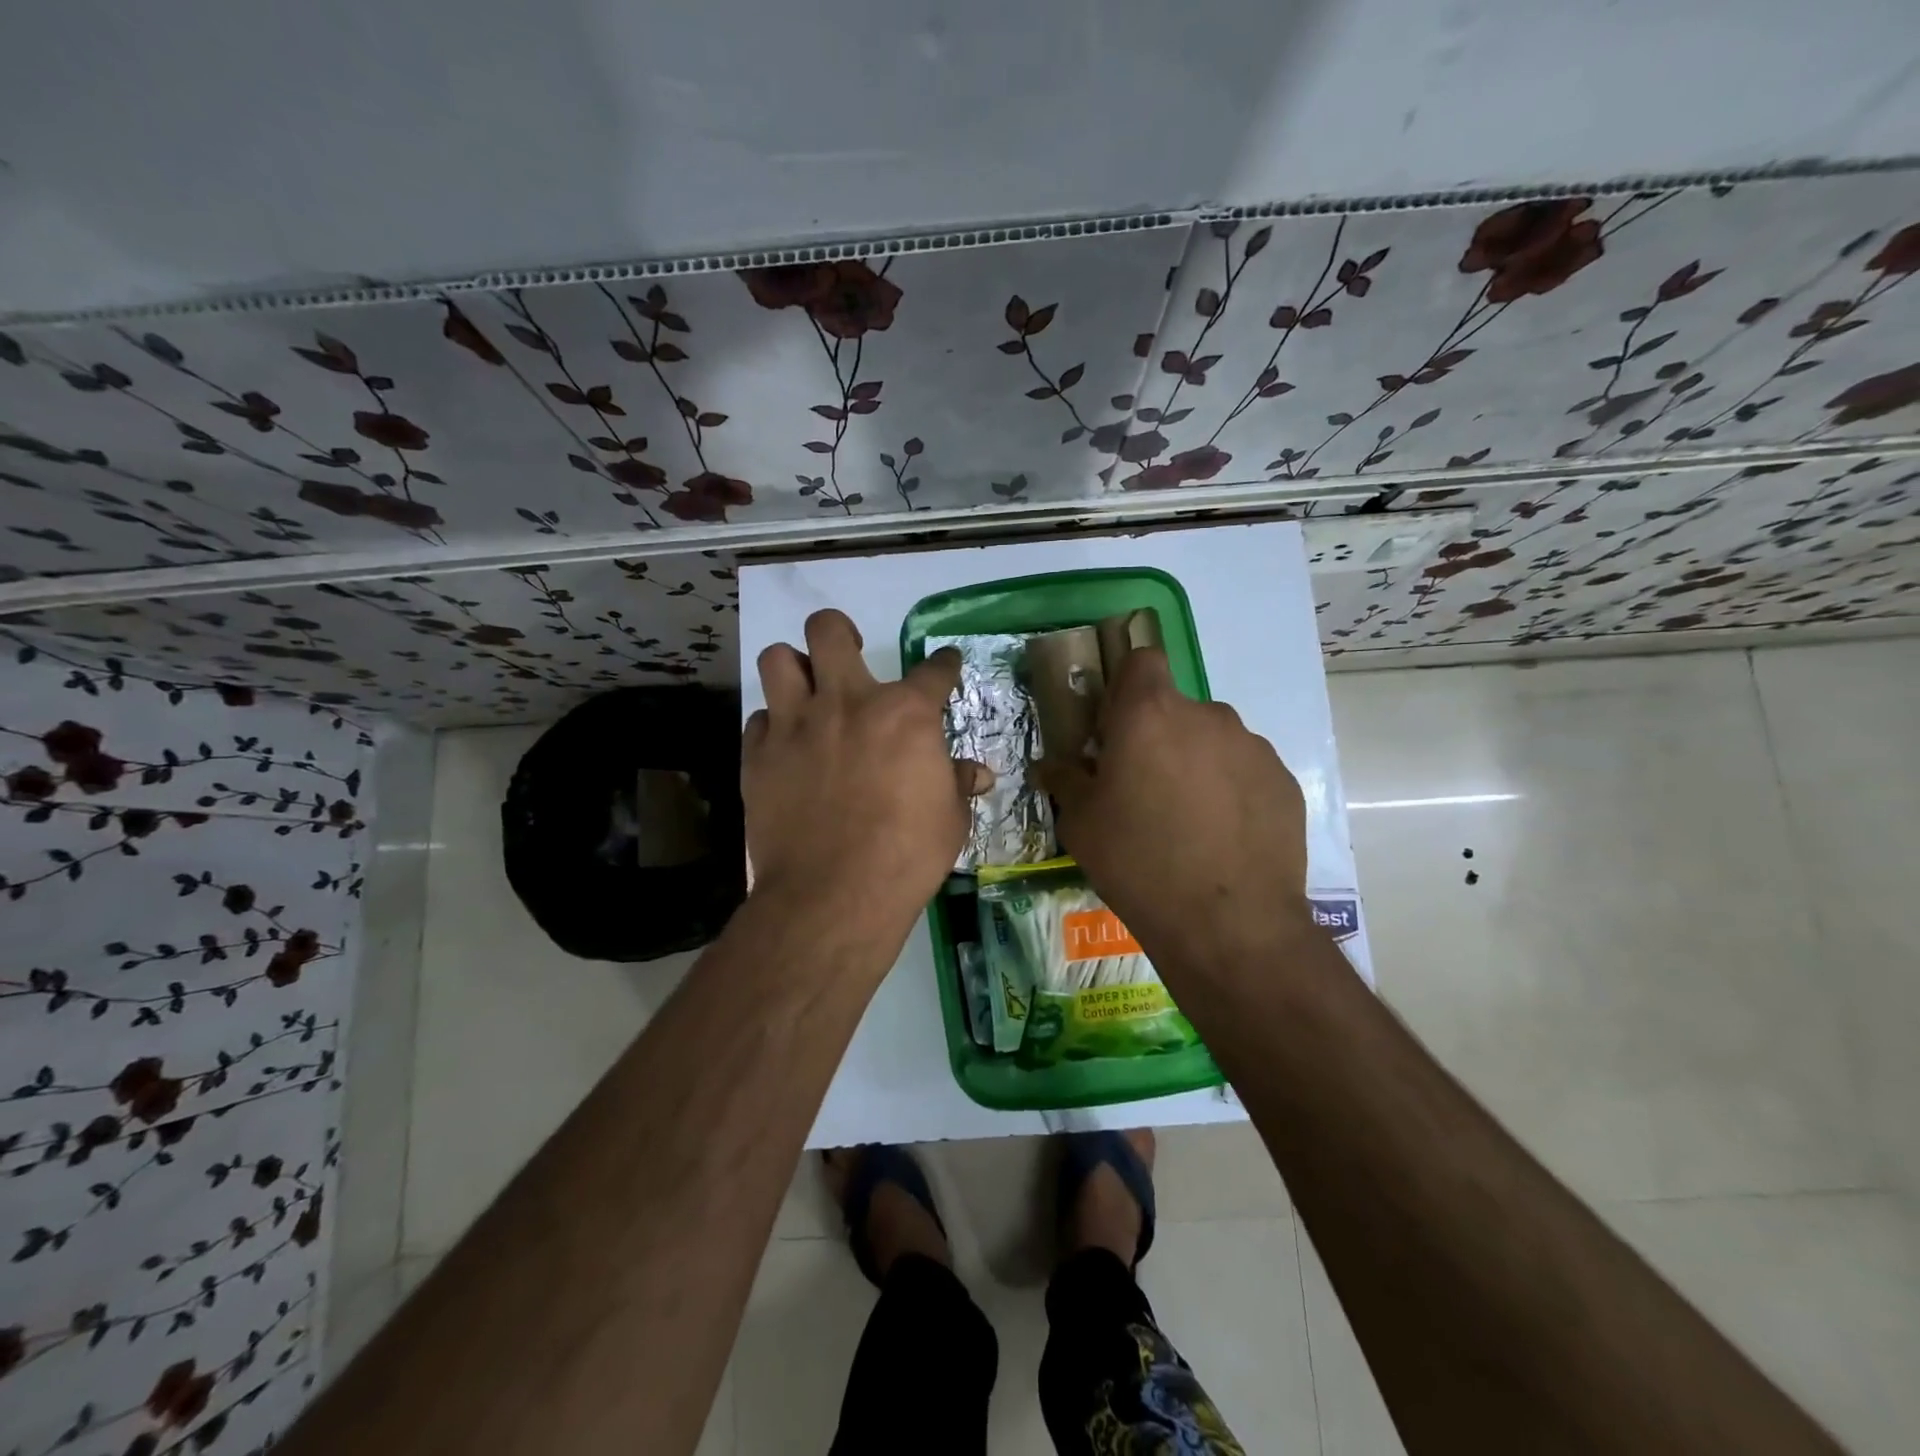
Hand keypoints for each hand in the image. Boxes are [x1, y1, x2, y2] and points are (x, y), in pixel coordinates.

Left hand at [744, 609, 985, 943]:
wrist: (833, 895)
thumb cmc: (906, 856)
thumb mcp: (949, 820)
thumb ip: (956, 784)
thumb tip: (978, 773)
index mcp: (905, 714)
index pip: (933, 670)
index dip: (944, 665)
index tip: (944, 665)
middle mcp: (847, 702)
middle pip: (829, 630)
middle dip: (840, 631)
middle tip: (848, 653)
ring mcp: (796, 725)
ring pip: (778, 659)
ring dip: (794, 668)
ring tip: (806, 691)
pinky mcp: (758, 755)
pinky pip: (759, 719)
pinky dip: (774, 726)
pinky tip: (786, 747)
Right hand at [1041, 648, 1311, 968]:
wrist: (1229, 925)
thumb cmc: (1138, 863)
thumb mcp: (1081, 825)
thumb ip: (1065, 781)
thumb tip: (1051, 765)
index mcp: (1149, 714)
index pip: (1142, 660)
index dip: (1126, 687)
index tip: (1115, 730)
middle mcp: (1206, 716)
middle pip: (1176, 709)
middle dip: (1158, 737)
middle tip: (1144, 790)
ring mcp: (1252, 747)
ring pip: (1213, 741)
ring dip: (1196, 765)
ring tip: (1189, 823)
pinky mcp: (1284, 782)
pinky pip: (1246, 773)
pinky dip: (1232, 792)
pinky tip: (1223, 840)